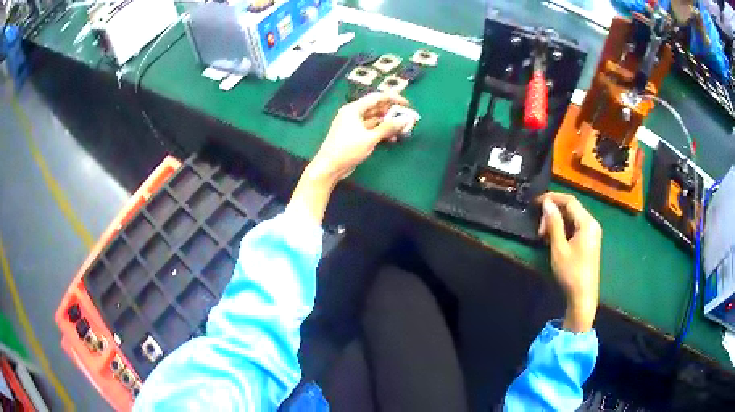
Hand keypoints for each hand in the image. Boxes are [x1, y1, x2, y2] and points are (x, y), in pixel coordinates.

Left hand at [290, 93, 414, 224]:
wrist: (329, 167)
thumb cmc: (347, 150)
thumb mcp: (370, 138)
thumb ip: (388, 128)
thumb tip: (404, 121)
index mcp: (354, 109)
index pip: (377, 97)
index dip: (393, 98)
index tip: (407, 104)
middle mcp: (353, 113)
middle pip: (376, 107)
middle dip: (391, 112)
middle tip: (406, 118)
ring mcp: (352, 124)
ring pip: (374, 119)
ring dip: (387, 123)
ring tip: (401, 130)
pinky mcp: (353, 135)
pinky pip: (370, 128)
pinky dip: (380, 131)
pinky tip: (391, 138)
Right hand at [538, 192, 601, 332]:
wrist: (583, 296)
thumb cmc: (571, 273)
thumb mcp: (559, 248)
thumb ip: (554, 223)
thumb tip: (546, 203)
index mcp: (587, 223)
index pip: (569, 200)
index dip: (552, 198)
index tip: (536, 202)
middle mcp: (592, 224)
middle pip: (571, 208)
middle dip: (553, 213)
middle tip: (539, 229)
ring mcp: (592, 233)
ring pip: (572, 218)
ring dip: (557, 222)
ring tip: (544, 235)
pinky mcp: (589, 242)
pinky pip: (575, 227)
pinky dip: (563, 229)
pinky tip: (553, 239)